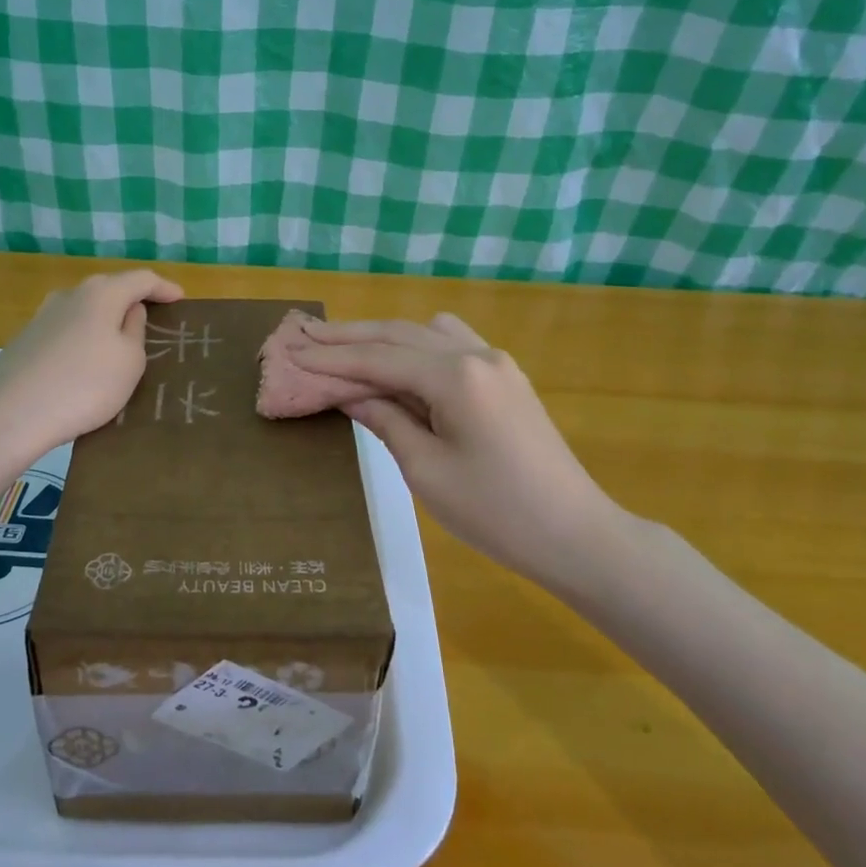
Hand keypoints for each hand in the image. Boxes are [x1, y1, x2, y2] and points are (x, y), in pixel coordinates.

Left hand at [0, 269, 183, 458]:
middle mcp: (70, 294)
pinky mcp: (25, 340)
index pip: (141, 279)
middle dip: (131, 299)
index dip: (163, 287)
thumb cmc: (86, 385)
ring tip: (118, 339)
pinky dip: (82, 337)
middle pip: (109, 288)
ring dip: (104, 319)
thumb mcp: (129, 361)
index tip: (180, 299)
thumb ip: (135, 330)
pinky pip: (65, 330)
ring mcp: (43, 316)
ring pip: (84, 309)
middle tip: (151, 317)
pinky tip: (84, 360)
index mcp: (102, 294)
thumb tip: (130, 311)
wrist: (15, 414)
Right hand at [293, 315, 619, 586]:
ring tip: (342, 347)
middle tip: (303, 335)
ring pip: (426, 332)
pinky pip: (450, 344)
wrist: (575, 534)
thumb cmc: (495, 512)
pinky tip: (398, 364)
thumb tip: (348, 392)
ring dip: (382, 336)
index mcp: (455, 376)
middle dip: (348, 336)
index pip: (378, 358)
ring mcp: (496, 362)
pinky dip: (415, 346)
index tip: (290, 353)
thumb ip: (384, 419)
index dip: (330, 358)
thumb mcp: (425, 470)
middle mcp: (476, 353)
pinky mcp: (506, 377)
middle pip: (399, 334)